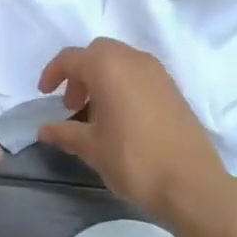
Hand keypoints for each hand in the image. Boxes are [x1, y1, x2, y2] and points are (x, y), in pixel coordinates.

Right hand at [37, 39, 228, 221]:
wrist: (192, 183)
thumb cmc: (134, 160)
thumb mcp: (92, 148)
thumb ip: (65, 133)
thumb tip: (44, 129)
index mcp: (108, 66)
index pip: (71, 58)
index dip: (53, 73)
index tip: (45, 95)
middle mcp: (132, 59)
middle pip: (97, 52)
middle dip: (79, 73)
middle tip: (72, 105)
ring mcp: (157, 71)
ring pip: (120, 60)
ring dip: (102, 77)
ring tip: (96, 113)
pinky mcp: (172, 87)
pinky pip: (139, 73)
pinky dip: (123, 84)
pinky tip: (122, 117)